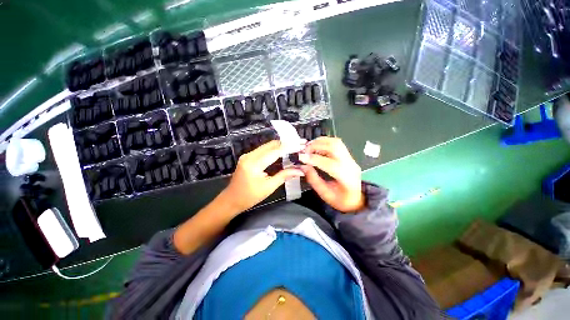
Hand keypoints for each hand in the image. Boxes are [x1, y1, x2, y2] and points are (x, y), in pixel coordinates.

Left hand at [220, 140, 303, 212]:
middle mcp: (250, 155)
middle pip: (271, 145)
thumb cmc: (250, 197)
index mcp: (254, 164)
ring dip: (281, 145)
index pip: (275, 151)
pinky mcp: (248, 157)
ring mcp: (247, 155)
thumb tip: (300, 170)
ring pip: (267, 146)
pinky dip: (274, 149)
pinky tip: (283, 151)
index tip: (301, 144)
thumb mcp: (269, 187)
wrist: (231, 200)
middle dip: (286, 143)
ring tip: (294, 146)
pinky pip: (263, 150)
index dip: (289, 146)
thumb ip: (284, 176)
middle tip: (300, 144)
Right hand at [299, 137, 364, 212]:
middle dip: (316, 146)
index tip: (301, 157)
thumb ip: (313, 179)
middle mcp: (350, 165)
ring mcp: (350, 159)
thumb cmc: (341, 201)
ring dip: (320, 142)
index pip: (329, 164)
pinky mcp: (348, 156)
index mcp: (346, 178)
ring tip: (308, 147)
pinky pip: (337, 143)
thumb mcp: (325, 194)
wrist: (357, 200)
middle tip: (304, 151)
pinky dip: (324, 142)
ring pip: (336, 142)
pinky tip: (316, 146)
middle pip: (334, 147)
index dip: (314, 159)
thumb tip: (303, 166)